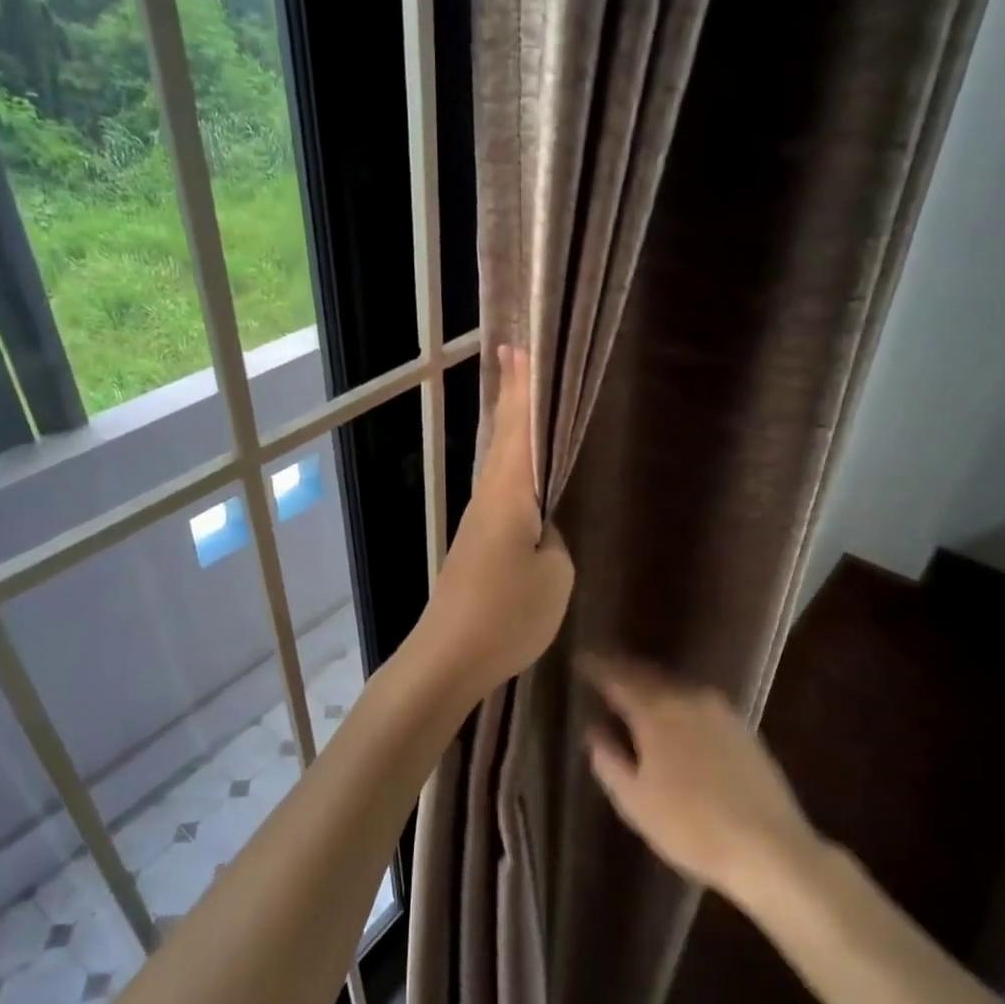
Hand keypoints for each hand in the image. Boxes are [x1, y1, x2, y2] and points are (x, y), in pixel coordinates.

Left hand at [415, 347, 574, 699]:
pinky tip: (526, 480)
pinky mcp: (475, 548)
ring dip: (512, 433)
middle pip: (503, 438)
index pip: (517, 428)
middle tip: (520, 360)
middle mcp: (488, 499)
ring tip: (529, 408)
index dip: (520, 388)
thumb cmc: (507, 613)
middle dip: (512, 398)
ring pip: (500, 466)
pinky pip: (501, 496)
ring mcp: (478, 525)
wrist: (449, 657)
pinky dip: (513, 472)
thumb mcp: (555, 576)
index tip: (517, 347)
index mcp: (508, 494)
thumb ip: (555, 543)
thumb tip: (543, 533)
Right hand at [581, 658, 822, 906]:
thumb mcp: (635, 801)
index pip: (618, 678)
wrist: (770, 848)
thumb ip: (608, 760)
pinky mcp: (742, 727)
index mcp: (656, 712)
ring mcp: (720, 710)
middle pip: (648, 675)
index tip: (580, 660)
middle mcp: (688, 698)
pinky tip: (672, 716)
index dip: (596, 667)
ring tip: (633, 690)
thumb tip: (594, 729)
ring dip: (651, 685)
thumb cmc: (691, 827)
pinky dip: (676, 701)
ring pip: (675, 687)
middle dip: (623, 670)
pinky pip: (696, 701)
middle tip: (603, 669)